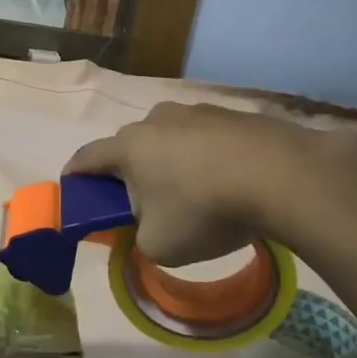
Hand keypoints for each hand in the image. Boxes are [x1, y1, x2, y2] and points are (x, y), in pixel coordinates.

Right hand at [65, 102, 356, 265]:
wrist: (284, 177)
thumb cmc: (205, 211)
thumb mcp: (159, 246)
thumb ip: (139, 238)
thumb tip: (146, 229)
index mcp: (128, 147)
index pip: (87, 157)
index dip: (75, 174)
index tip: (72, 185)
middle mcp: (156, 120)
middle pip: (130, 145)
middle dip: (129, 171)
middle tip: (141, 201)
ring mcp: (198, 112)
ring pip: (171, 138)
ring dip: (171, 161)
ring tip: (192, 192)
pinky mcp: (236, 114)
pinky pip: (208, 138)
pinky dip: (208, 157)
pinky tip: (228, 181)